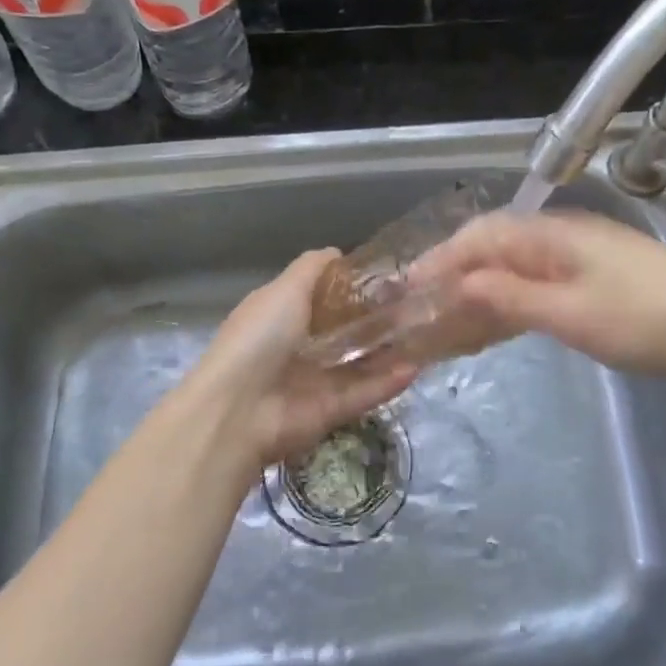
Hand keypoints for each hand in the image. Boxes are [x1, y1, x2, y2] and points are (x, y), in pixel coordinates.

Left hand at [189, 250, 417, 467]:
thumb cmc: (260, 337)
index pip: (322, 297)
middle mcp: (298, 347)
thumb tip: (339, 253)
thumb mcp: (284, 289)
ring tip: (426, 333)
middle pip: (345, 330)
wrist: (239, 410)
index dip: (352, 287)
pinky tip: (418, 366)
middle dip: (377, 319)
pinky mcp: (331, 411)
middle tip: (416, 304)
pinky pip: (365, 393)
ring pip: (360, 364)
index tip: (388, 276)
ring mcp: (315, 381)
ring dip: (390, 351)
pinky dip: (389, 382)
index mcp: (282, 315)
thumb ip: (312, 268)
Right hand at [411, 210, 665, 382]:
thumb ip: (511, 297)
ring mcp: (581, 259)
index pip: (482, 236)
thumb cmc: (646, 320)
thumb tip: (458, 283)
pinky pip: (538, 286)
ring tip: (450, 322)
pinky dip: (511, 303)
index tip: (409, 287)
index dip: (442, 259)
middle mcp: (562, 237)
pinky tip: (499, 323)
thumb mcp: (571, 313)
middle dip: (456, 276)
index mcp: (553, 234)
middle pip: (496, 249)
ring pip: (516, 269)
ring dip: (482, 292)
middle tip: (424, 310)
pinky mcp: (596, 282)